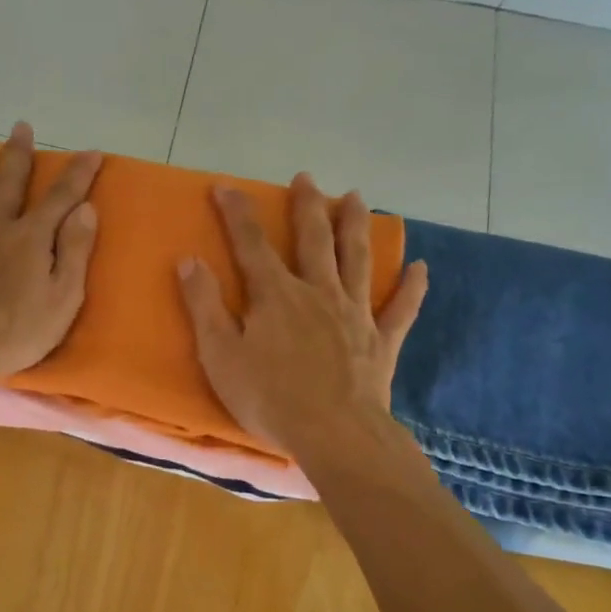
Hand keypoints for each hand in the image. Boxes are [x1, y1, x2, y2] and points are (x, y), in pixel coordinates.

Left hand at [0, 121, 102, 387]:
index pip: (60, 198)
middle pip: (8, 184)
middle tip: (21, 127)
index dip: (78, 174)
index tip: (91, 152)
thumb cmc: (16, 332)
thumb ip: (75, 251)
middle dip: (18, 154)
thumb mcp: (63, 298)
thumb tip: (85, 209)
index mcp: (30, 238)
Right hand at [176, 173, 427, 456]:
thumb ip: (204, 305)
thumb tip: (189, 260)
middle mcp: (318, 292)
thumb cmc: (268, 397)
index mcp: (276, 295)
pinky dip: (412, 289)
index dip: (236, 213)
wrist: (334, 433)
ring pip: (357, 260)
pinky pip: (400, 309)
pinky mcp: (380, 341)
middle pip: (314, 240)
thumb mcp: (220, 354)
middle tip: (306, 178)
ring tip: (356, 197)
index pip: (252, 244)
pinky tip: (421, 268)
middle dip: (307, 206)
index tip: (225, 185)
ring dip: (356, 226)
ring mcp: (355, 314)